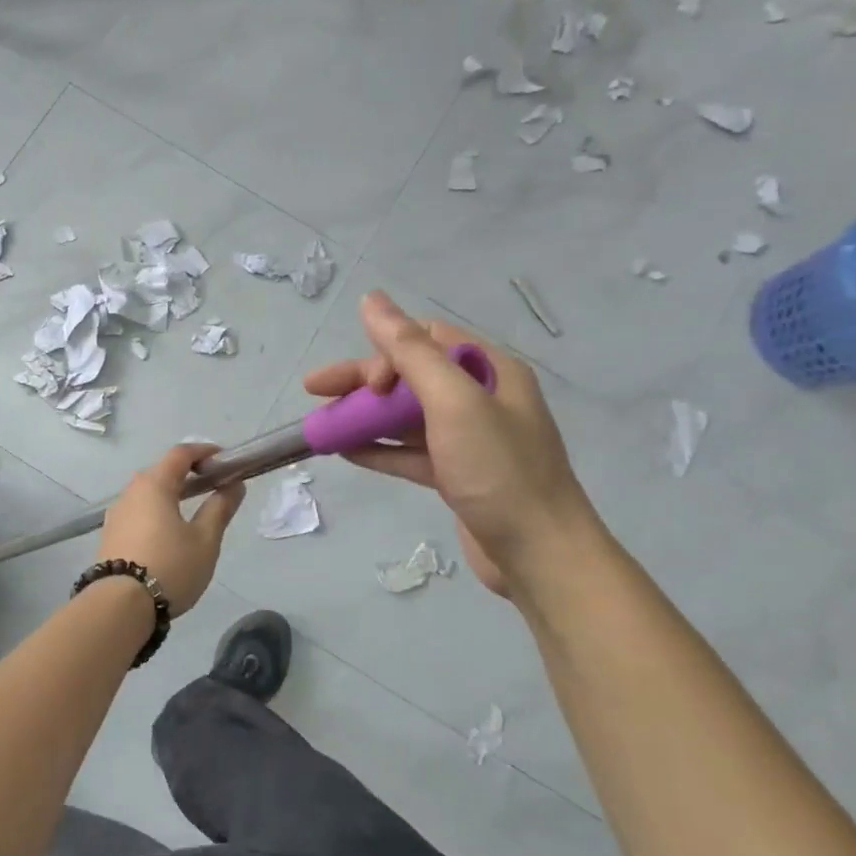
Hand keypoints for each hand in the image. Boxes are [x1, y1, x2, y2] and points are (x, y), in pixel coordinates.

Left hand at [98, 443, 246, 615]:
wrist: (120, 606)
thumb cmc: (170, 566)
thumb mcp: (205, 539)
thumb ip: (220, 508)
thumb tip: (234, 485)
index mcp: (154, 485)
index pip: (180, 454)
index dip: (204, 452)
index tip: (224, 460)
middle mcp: (131, 492)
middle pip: (161, 471)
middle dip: (187, 473)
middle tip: (212, 485)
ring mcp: (116, 514)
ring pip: (147, 493)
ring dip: (170, 493)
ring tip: (192, 511)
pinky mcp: (110, 534)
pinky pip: (138, 511)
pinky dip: (156, 511)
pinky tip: (167, 532)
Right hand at [302, 291, 598, 595]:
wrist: (540, 557)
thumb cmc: (499, 471)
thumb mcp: (453, 402)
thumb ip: (410, 350)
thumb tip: (371, 299)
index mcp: (490, 371)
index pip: (427, 340)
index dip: (387, 352)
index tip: (367, 384)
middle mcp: (481, 399)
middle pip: (410, 377)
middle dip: (362, 383)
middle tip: (314, 390)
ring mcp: (469, 440)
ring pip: (405, 416)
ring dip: (365, 417)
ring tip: (321, 426)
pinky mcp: (457, 475)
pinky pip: (409, 452)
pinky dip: (378, 449)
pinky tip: (345, 451)